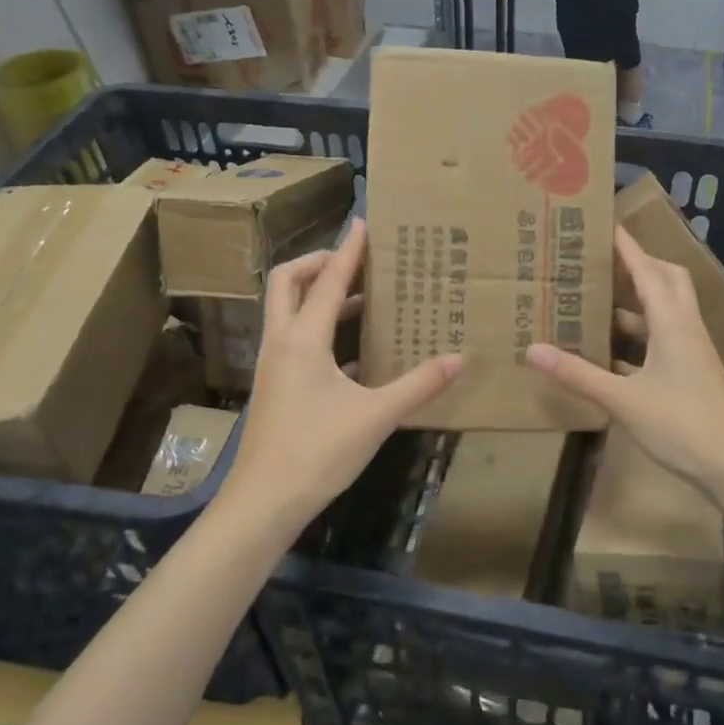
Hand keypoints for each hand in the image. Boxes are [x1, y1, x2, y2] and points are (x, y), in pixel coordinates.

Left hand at [223, 221, 460, 526]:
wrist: (265, 501)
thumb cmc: (318, 452)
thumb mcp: (376, 416)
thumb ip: (418, 385)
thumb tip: (458, 359)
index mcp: (303, 339)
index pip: (327, 280)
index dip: (348, 250)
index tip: (363, 223)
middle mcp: (282, 342)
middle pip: (289, 282)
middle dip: (319, 263)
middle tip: (355, 260)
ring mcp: (274, 364)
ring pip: (288, 310)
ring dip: (319, 294)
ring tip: (361, 297)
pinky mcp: (275, 385)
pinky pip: (294, 339)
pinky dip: (319, 328)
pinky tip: (353, 349)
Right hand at [525, 227, 723, 499]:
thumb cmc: (682, 426)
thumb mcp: (623, 400)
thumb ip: (578, 374)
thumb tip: (532, 349)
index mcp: (672, 323)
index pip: (647, 270)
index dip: (626, 246)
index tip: (603, 222)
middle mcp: (684, 328)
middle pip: (665, 280)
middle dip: (636, 264)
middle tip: (600, 260)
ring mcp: (690, 351)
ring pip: (664, 311)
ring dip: (635, 301)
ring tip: (596, 299)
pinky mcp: (690, 373)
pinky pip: (661, 339)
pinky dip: (637, 335)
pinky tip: (610, 350)